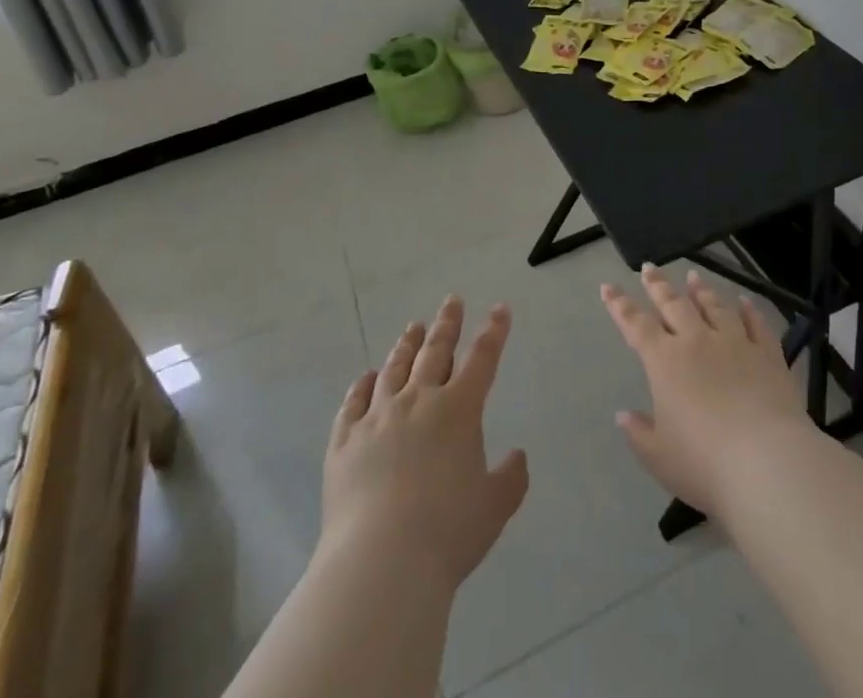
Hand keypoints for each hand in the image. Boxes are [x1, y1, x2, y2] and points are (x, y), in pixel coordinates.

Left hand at [320, 296, 529, 588]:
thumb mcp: (495, 507)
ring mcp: (377, 417)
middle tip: (451, 301)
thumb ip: (511, 477)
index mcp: (459, 410)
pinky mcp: (345, 441)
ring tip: (412, 328)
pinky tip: (366, 377)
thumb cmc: (448, 532)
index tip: (500, 309)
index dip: (494, 331)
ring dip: (406, 346)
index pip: (482, 358)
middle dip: (447, 324)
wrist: (381, 562)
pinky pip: (354, 403)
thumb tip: (517, 456)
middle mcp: (418, 401)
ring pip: (394, 369)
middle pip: (435, 351)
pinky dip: (362, 386)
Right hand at [602, 265, 813, 520]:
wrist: (767, 463)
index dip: (619, 305)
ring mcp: (735, 344)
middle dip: (658, 285)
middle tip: (649, 268)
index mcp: (664, 361)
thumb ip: (639, 433)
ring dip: (701, 290)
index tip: (608, 287)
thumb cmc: (704, 464)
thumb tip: (623, 415)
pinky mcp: (768, 355)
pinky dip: (749, 310)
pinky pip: (756, 325)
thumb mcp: (659, 457)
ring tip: (692, 276)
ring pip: (714, 307)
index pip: (636, 325)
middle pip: (674, 304)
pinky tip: (744, 302)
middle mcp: (697, 341)